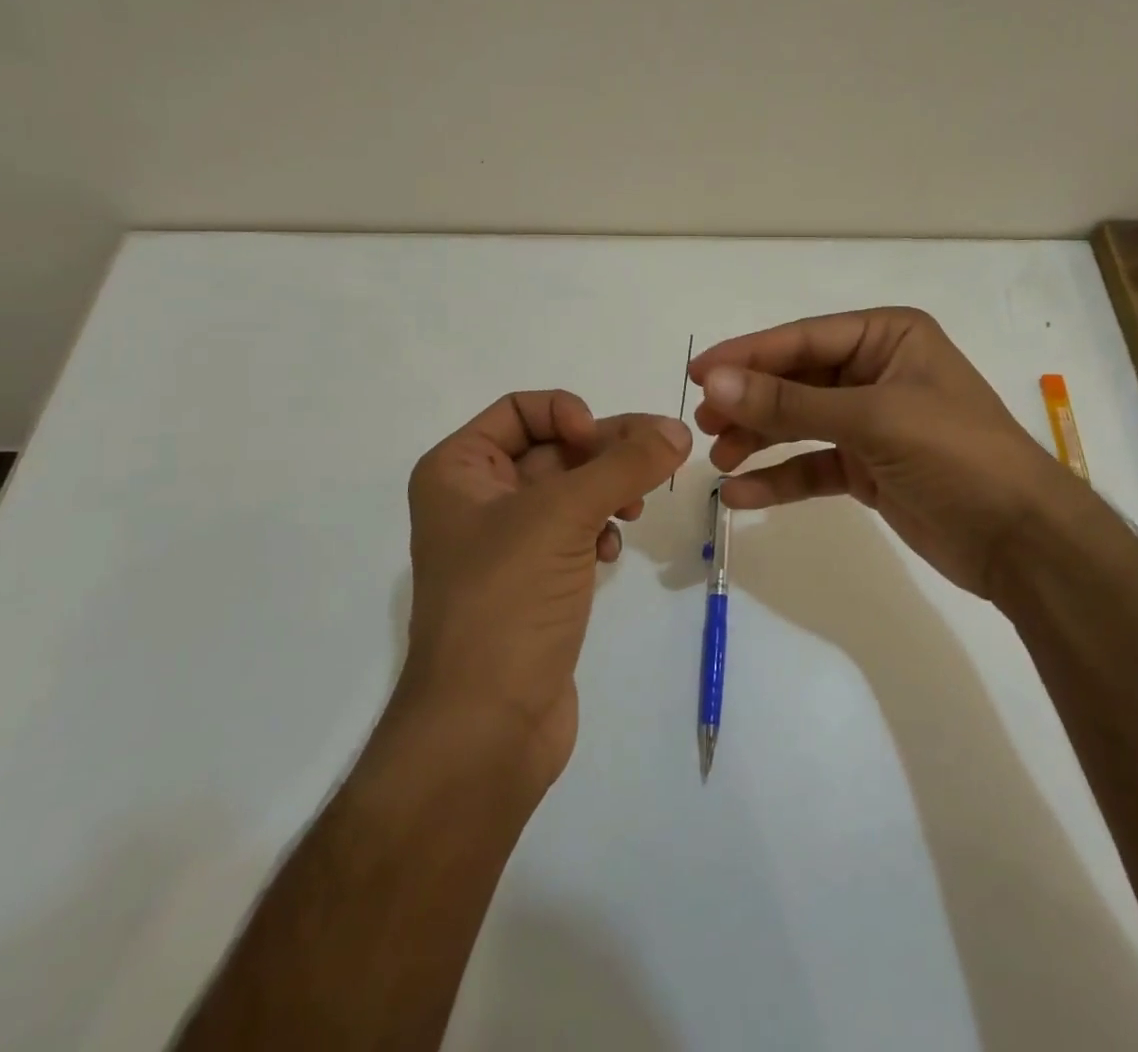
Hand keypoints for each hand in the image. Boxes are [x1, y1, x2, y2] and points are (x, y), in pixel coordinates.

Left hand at [401, 392, 691, 791]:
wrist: (485, 728)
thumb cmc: (506, 602)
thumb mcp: (562, 517)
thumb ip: (625, 465)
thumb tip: (679, 428)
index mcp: (458, 470)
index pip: (521, 409)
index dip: (567, 414)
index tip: (602, 442)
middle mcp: (477, 498)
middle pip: (554, 447)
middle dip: (605, 451)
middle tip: (660, 458)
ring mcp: (507, 543)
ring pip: (571, 490)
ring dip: (609, 489)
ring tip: (635, 509)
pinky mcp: (536, 581)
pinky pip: (576, 531)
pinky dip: (600, 529)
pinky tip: (612, 550)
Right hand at [690, 308, 1070, 599]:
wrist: (1022, 541)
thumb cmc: (956, 455)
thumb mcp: (872, 420)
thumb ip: (789, 404)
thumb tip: (714, 382)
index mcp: (888, 337)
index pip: (803, 339)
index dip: (747, 355)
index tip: (696, 373)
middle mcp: (877, 371)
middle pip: (796, 380)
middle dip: (749, 402)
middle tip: (701, 423)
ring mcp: (873, 421)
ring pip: (799, 423)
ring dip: (758, 439)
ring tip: (718, 459)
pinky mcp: (869, 467)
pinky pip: (813, 465)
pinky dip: (779, 478)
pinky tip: (741, 494)